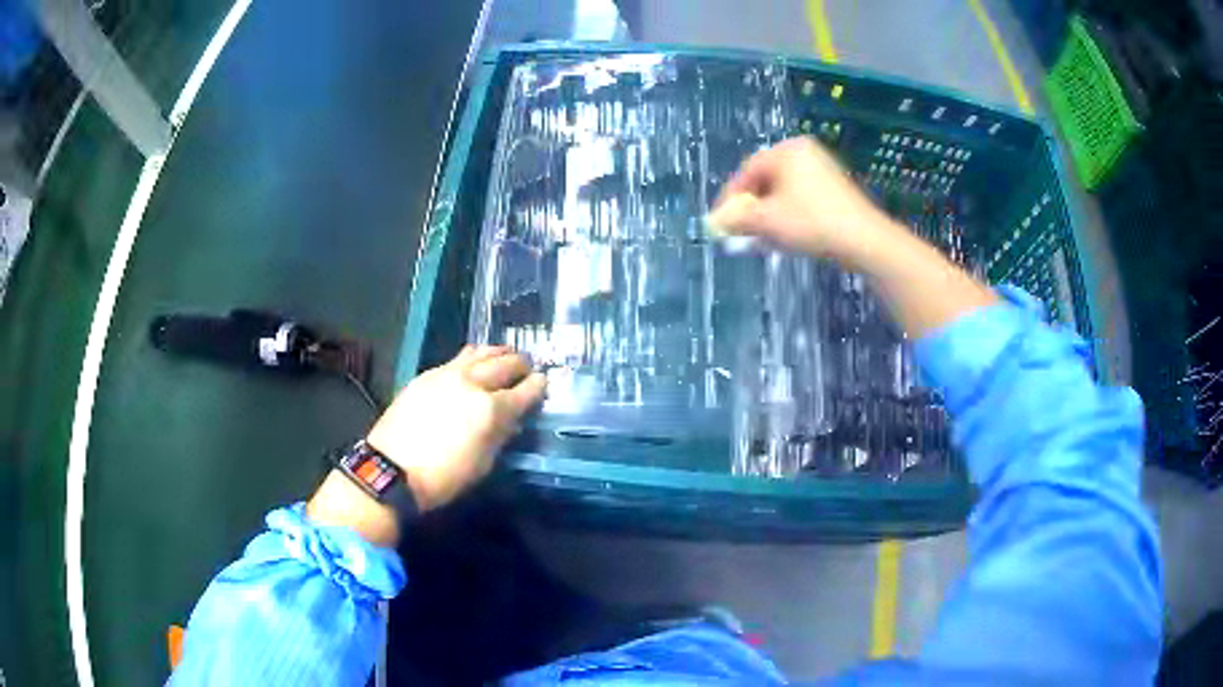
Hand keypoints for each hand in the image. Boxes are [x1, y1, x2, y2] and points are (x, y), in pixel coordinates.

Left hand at [366, 345, 546, 511]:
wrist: (391, 468)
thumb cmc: (443, 477)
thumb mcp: (482, 464)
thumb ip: (500, 436)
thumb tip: (511, 421)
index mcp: (491, 409)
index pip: (525, 390)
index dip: (538, 386)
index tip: (544, 382)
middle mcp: (472, 383)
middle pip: (505, 363)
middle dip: (521, 364)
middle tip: (528, 367)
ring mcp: (447, 374)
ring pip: (480, 352)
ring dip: (498, 353)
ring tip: (505, 356)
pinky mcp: (427, 374)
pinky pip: (458, 358)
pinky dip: (474, 357)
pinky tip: (474, 362)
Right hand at [710, 136, 893, 265]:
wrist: (864, 240)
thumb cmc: (811, 222)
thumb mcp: (767, 221)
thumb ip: (737, 218)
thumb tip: (713, 222)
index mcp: (786, 150)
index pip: (747, 171)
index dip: (730, 198)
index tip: (721, 223)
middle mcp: (804, 152)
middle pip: (765, 180)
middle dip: (750, 208)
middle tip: (740, 231)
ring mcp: (823, 169)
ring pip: (783, 191)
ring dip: (768, 214)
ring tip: (761, 238)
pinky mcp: (835, 188)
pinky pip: (801, 197)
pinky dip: (788, 214)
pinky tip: (786, 235)